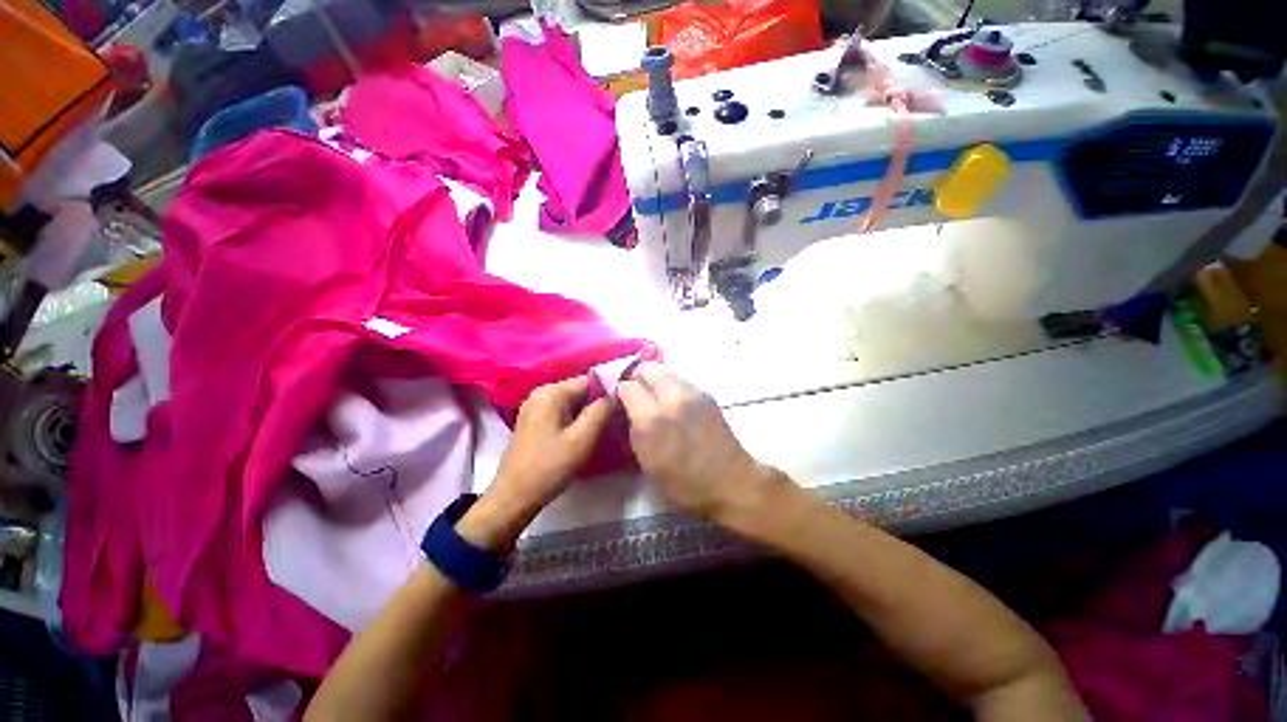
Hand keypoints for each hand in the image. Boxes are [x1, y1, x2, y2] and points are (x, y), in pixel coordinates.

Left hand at [459, 376, 613, 549]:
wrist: (514, 497)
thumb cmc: (550, 467)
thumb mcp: (582, 439)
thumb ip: (601, 411)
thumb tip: (616, 395)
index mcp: (551, 392)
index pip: (589, 380)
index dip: (609, 391)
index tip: (623, 408)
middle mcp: (541, 393)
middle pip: (580, 389)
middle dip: (598, 403)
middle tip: (614, 421)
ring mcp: (534, 406)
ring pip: (572, 401)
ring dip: (587, 412)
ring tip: (602, 429)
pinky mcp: (533, 420)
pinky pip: (562, 411)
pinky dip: (575, 419)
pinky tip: (583, 435)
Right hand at [617, 363, 780, 520]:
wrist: (730, 481)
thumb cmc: (684, 482)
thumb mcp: (647, 461)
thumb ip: (633, 428)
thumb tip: (627, 408)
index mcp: (652, 419)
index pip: (627, 386)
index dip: (621, 393)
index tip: (621, 401)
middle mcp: (671, 398)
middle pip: (647, 368)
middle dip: (637, 377)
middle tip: (636, 393)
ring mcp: (692, 392)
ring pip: (665, 370)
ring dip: (655, 379)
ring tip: (655, 396)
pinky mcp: (706, 393)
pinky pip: (680, 380)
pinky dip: (671, 386)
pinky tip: (674, 403)